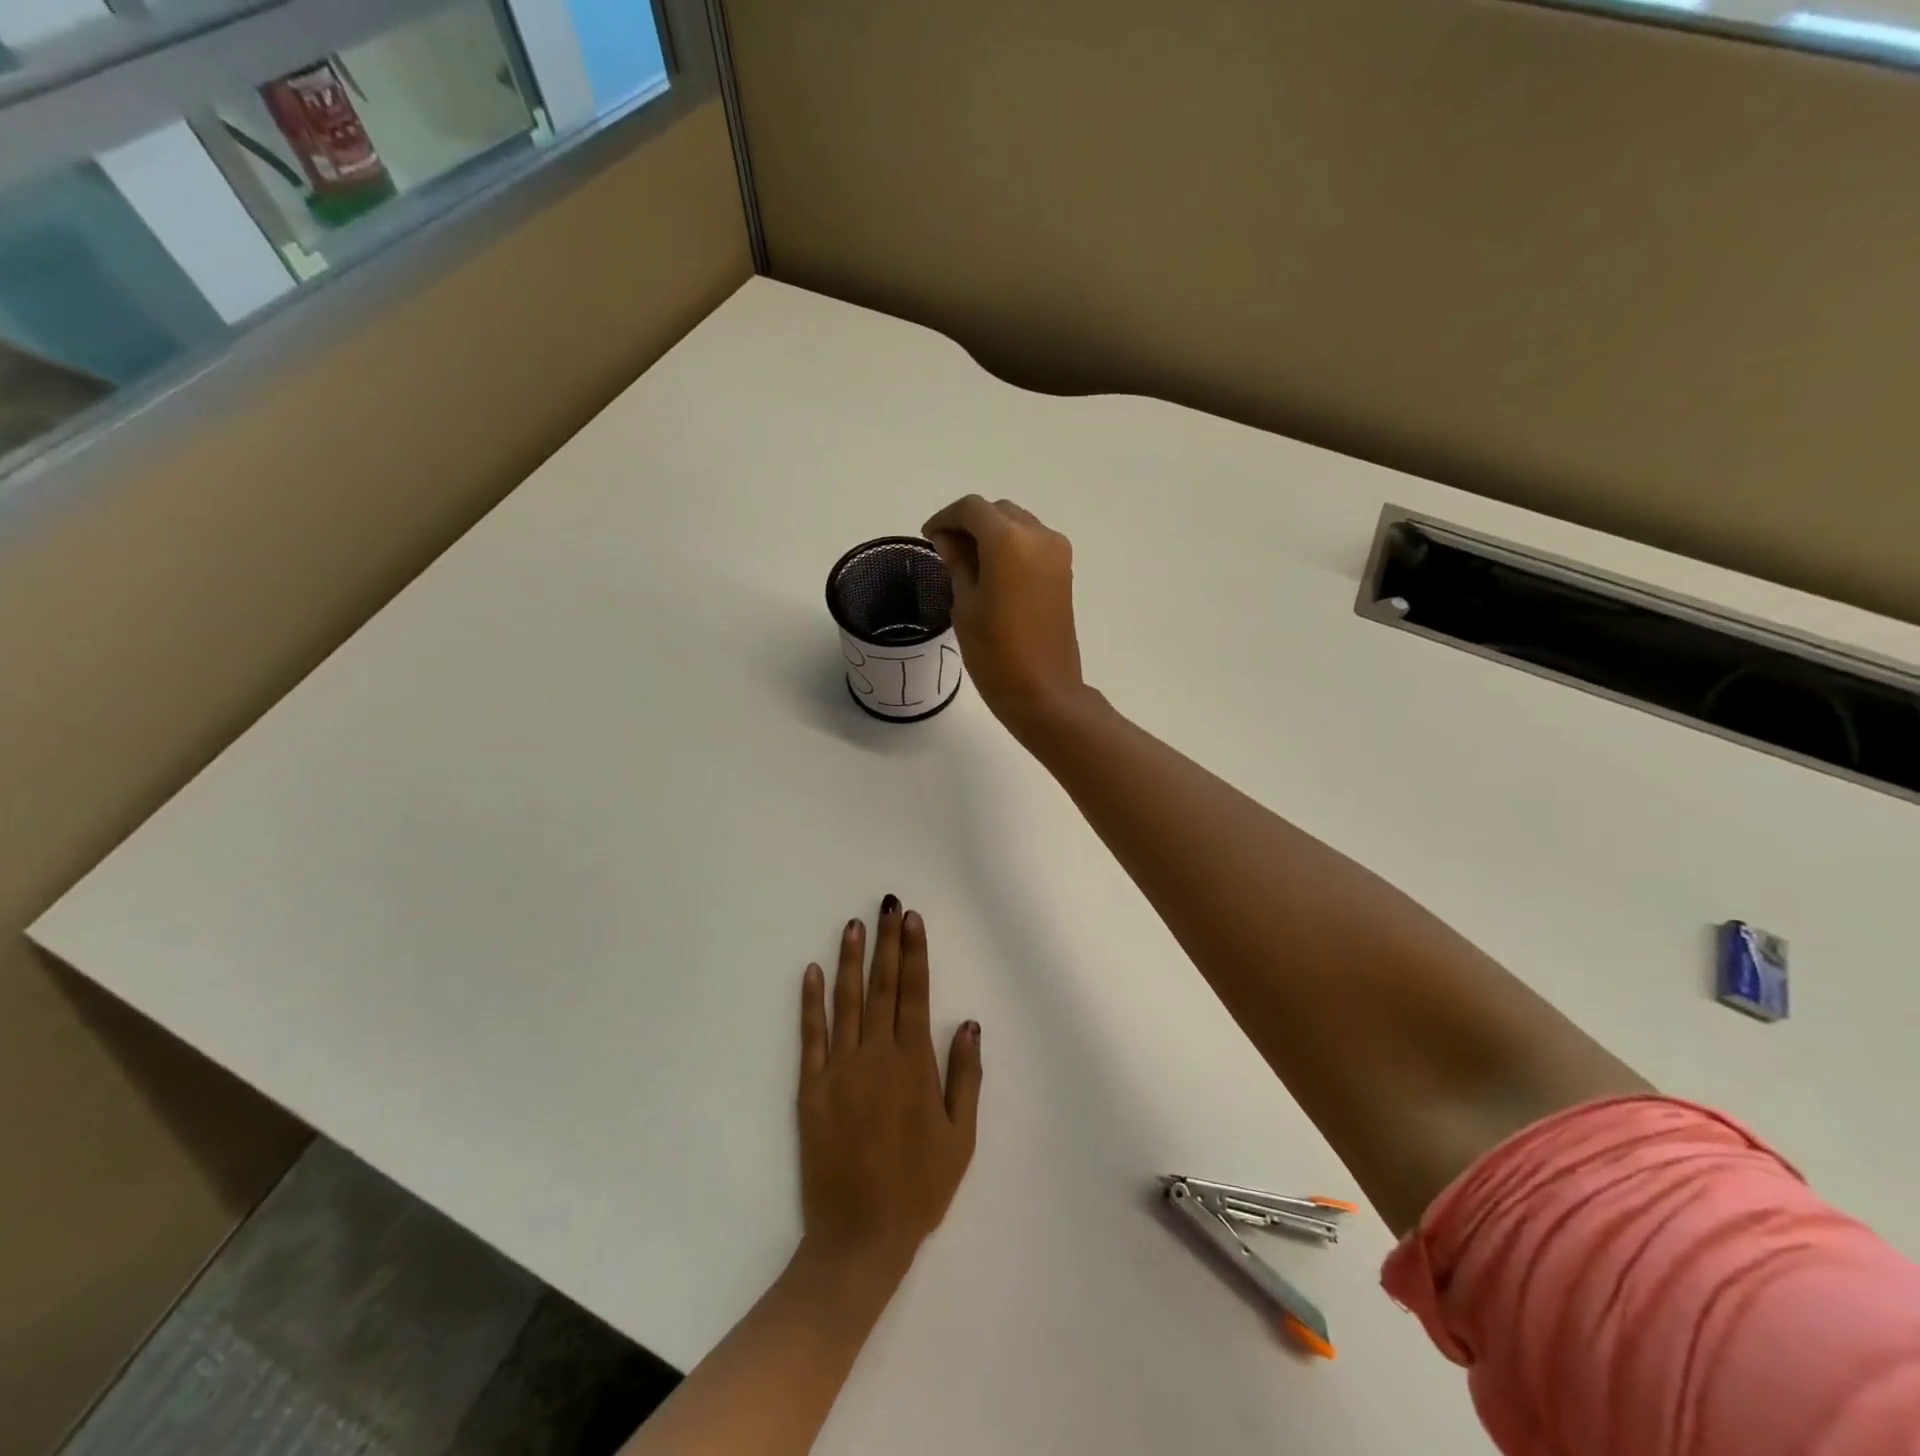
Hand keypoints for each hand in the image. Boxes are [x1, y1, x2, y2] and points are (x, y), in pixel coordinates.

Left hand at [798, 896, 981, 1276]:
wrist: (859, 1237)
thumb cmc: (919, 1187)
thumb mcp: (960, 1138)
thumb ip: (965, 1077)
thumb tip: (968, 1024)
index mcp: (913, 1064)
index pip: (915, 993)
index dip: (915, 953)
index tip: (912, 920)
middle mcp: (876, 1056)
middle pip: (882, 987)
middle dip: (886, 942)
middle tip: (887, 905)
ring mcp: (839, 1069)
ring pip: (846, 1002)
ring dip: (850, 960)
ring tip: (853, 925)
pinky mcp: (811, 1089)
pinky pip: (810, 1036)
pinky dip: (810, 1002)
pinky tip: (812, 972)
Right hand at [922, 495, 1085, 734]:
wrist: (1044, 691)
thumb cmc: (995, 653)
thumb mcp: (965, 605)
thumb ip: (957, 563)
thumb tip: (949, 540)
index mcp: (1008, 540)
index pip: (971, 509)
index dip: (945, 518)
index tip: (929, 538)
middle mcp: (1038, 535)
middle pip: (997, 512)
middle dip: (970, 524)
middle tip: (946, 550)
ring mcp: (1057, 552)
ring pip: (1017, 524)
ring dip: (992, 534)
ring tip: (968, 563)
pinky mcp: (1065, 571)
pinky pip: (1033, 543)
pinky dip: (1011, 547)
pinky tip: (993, 572)